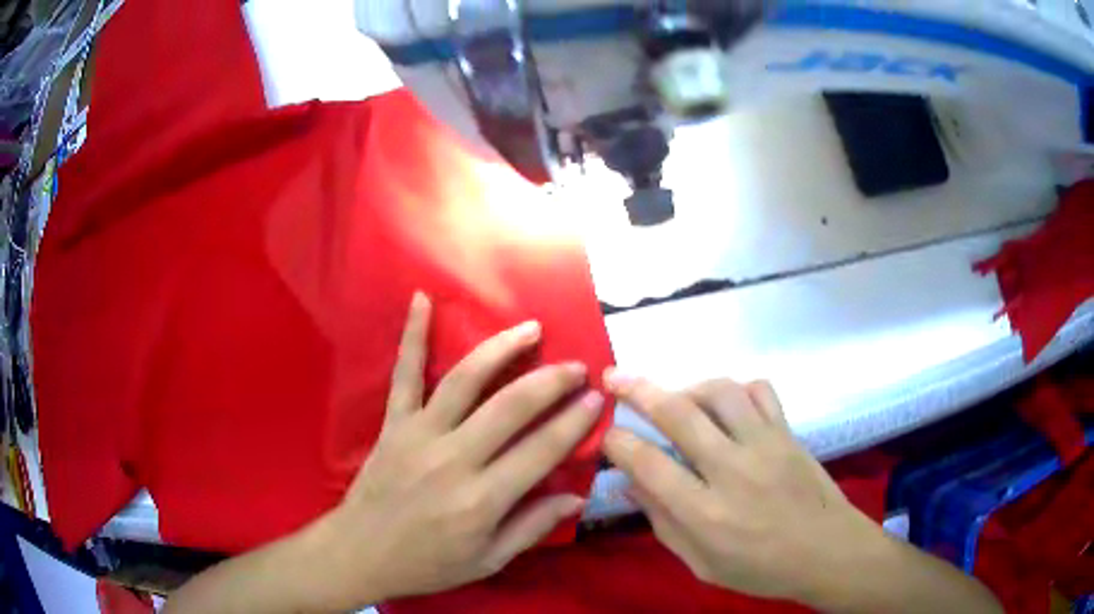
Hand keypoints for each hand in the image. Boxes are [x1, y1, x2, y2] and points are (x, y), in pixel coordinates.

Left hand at [311, 293, 603, 609]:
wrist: (360, 553)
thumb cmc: (428, 563)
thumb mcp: (488, 560)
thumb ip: (532, 527)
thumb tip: (577, 497)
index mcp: (482, 499)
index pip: (541, 450)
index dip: (574, 422)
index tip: (597, 398)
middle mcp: (453, 459)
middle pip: (510, 407)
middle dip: (550, 381)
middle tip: (577, 365)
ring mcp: (419, 434)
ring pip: (464, 380)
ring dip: (501, 349)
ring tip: (530, 328)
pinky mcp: (393, 423)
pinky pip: (404, 374)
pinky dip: (411, 335)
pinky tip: (421, 299)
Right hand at [602, 374, 882, 604]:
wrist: (827, 551)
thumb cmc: (761, 569)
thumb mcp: (702, 564)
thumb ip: (664, 524)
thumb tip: (631, 485)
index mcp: (705, 512)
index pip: (648, 463)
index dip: (618, 443)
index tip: (606, 435)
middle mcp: (731, 469)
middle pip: (677, 413)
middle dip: (637, 390)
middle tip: (615, 377)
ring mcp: (764, 444)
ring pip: (719, 391)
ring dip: (688, 386)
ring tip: (676, 397)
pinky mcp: (787, 432)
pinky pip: (760, 391)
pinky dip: (737, 390)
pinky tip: (728, 405)